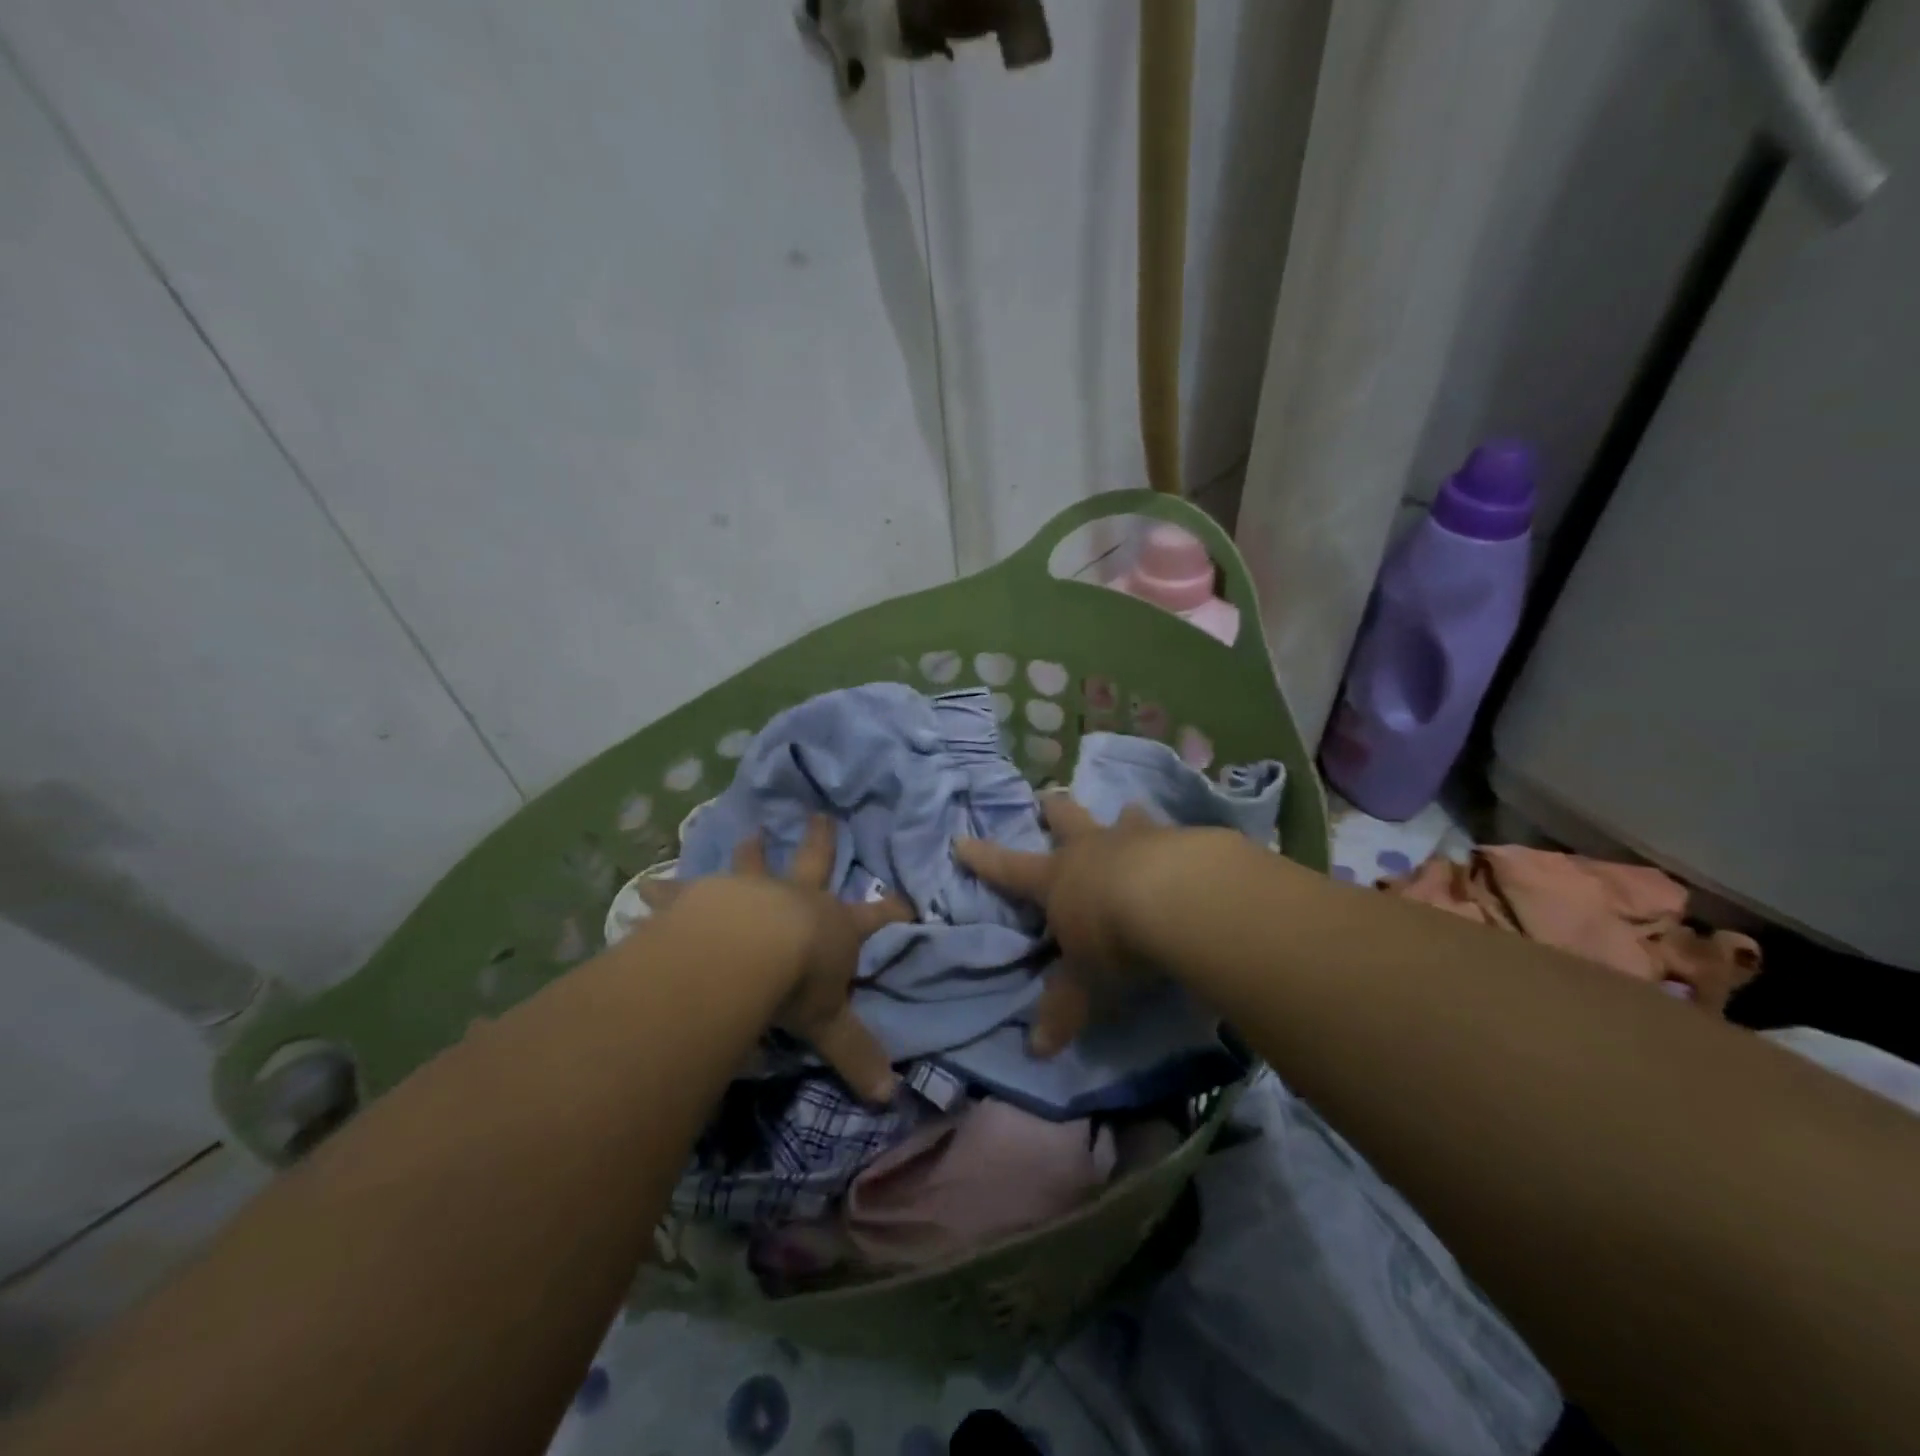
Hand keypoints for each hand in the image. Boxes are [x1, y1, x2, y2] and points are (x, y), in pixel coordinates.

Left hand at [644, 816, 911, 1101]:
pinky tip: (646, 889)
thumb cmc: (799, 980)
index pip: (876, 916)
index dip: (894, 911)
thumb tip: (890, 1098)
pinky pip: (682, 892)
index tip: (908, 900)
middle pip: (815, 863)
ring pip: (753, 865)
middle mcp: (796, 899)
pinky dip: (666, 891)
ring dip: (752, 851)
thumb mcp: (831, 1023)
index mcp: (834, 926)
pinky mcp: (706, 898)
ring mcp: (752, 893)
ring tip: (750, 831)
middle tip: (820, 815)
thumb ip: (856, 1054)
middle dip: (821, 842)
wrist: (748, 948)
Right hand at [955, 796, 1176, 1055]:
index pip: (1008, 868)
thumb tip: (1037, 1050)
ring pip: (1123, 816)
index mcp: (1057, 879)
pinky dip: (1176, 840)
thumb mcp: (1086, 981)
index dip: (982, 857)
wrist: (1177, 899)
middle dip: (1053, 809)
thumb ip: (1065, 1009)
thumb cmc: (1114, 938)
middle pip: (1065, 819)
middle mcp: (1092, 849)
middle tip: (1048, 798)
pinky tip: (1190, 849)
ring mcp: (1137, 838)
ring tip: (1128, 811)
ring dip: (1124, 817)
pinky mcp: (1181, 839)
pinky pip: (1174, 834)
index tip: (961, 840)